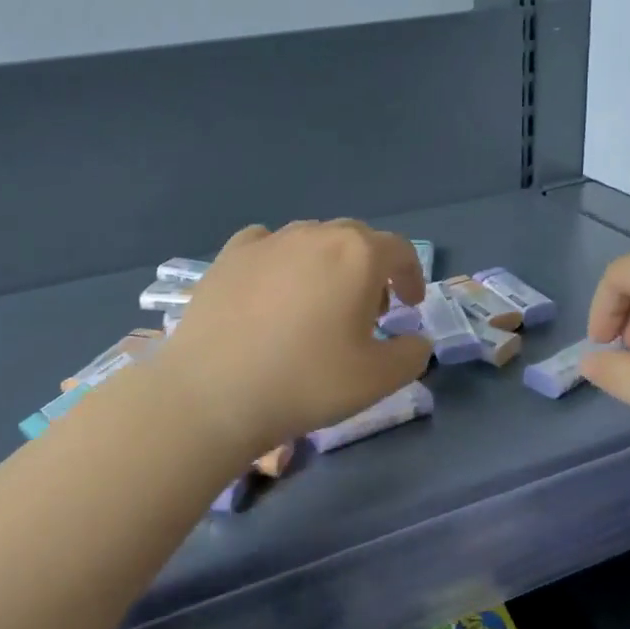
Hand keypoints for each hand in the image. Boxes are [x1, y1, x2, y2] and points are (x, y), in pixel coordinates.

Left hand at [156, 221, 432, 456]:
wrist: (214, 393)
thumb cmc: (307, 382)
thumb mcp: (378, 379)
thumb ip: (412, 354)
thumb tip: (415, 340)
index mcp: (357, 255)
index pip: (399, 251)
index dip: (411, 276)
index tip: (410, 305)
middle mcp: (314, 235)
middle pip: (356, 239)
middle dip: (371, 269)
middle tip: (369, 309)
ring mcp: (268, 241)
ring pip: (312, 240)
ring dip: (328, 264)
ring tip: (319, 302)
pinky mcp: (229, 255)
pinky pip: (268, 246)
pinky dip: (282, 261)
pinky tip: (273, 290)